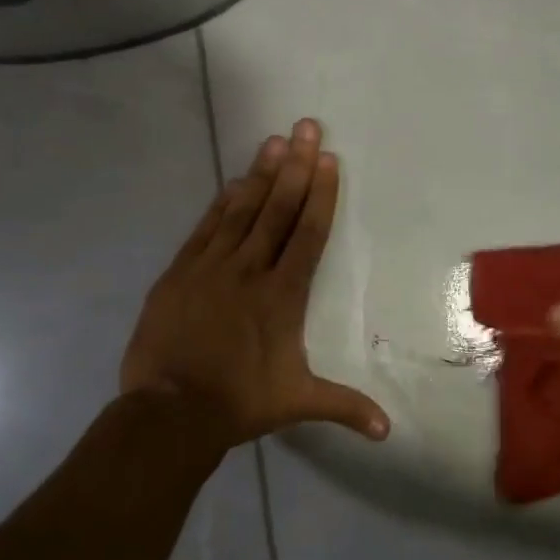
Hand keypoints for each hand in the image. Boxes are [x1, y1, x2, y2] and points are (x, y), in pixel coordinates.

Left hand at [121, 118, 389, 450]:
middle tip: (306, 128)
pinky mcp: (180, 273)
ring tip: (275, 142)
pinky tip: (233, 182)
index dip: (320, 194)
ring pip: (242, 211)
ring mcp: (211, 267)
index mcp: (283, 294)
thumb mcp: (298, 402)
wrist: (170, 411)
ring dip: (260, 174)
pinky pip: (206, 229)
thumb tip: (389, 431)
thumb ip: (345, 407)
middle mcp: (250, 270)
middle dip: (296, 167)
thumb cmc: (240, 402)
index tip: (328, 160)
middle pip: (278, 209)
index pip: (308, 233)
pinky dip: (221, 204)